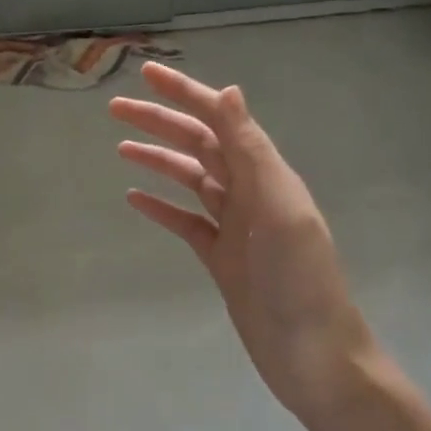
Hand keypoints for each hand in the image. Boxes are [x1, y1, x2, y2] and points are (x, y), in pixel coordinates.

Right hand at [110, 63, 378, 428]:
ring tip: (120, 147)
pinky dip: (162, 207)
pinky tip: (134, 199)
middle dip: (161, 122)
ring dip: (158, 160)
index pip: (220, 121)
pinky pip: (187, 223)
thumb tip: (229, 91)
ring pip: (191, 180)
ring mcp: (236, 227)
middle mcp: (251, 193)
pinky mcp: (223, 259)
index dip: (185, 94)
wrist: (314, 357)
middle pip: (199, 146)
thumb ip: (253, 151)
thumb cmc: (299, 282)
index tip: (147, 73)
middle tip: (116, 108)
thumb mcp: (279, 209)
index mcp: (266, 175)